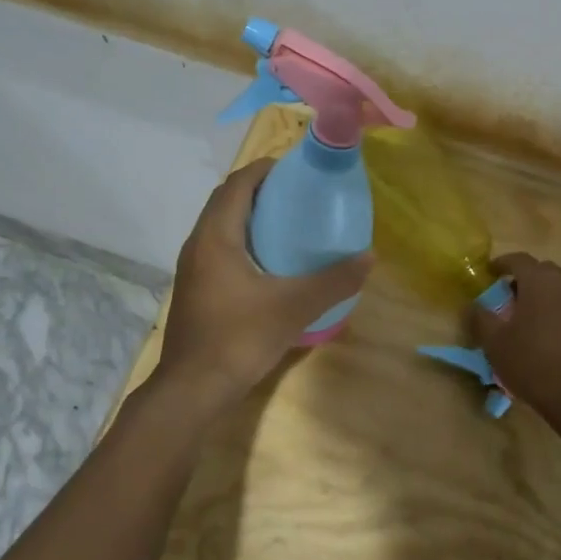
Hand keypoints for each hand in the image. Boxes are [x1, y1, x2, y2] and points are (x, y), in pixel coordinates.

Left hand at [156, 158, 372, 402]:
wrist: (191, 390)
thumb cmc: (238, 339)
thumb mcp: (293, 307)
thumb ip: (333, 281)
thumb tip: (369, 257)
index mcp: (216, 236)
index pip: (238, 183)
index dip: (266, 169)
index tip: (298, 170)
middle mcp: (198, 243)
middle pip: (227, 200)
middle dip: (261, 190)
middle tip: (299, 195)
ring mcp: (193, 268)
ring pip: (221, 225)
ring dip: (250, 216)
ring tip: (289, 224)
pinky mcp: (195, 288)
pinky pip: (219, 248)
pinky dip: (243, 240)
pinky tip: (271, 262)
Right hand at [473, 253, 560, 420]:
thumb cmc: (534, 364)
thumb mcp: (495, 344)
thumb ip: (481, 319)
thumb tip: (472, 305)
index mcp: (540, 281)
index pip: (519, 260)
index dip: (504, 263)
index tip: (493, 271)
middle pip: (548, 272)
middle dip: (532, 280)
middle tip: (519, 299)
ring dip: (559, 297)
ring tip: (548, 318)